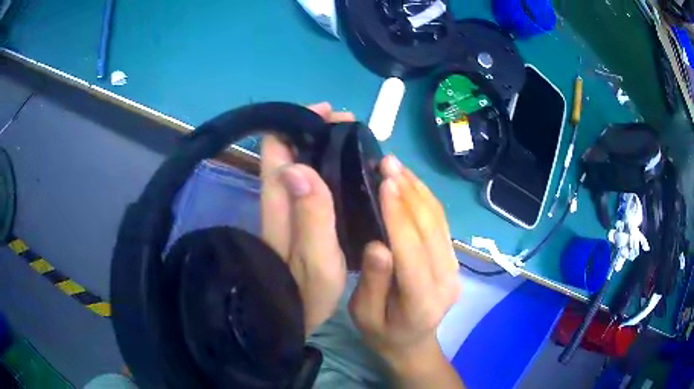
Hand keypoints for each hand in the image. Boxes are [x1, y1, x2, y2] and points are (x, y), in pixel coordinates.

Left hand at [261, 102, 354, 335]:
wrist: (293, 318)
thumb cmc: (305, 293)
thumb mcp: (315, 259)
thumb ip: (310, 215)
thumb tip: (298, 166)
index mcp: (279, 200)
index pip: (276, 146)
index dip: (297, 122)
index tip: (328, 114)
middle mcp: (280, 197)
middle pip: (289, 148)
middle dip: (317, 130)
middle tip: (351, 126)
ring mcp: (289, 206)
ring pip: (302, 162)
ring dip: (325, 146)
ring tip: (356, 143)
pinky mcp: (300, 217)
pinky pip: (313, 180)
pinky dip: (329, 166)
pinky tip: (351, 170)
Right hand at [349, 156, 462, 386]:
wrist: (413, 344)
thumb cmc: (383, 333)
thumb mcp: (365, 316)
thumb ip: (373, 283)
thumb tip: (377, 244)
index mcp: (422, 300)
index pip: (411, 250)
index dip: (398, 215)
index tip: (384, 182)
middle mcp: (446, 279)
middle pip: (429, 229)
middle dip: (408, 192)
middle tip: (387, 162)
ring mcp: (453, 267)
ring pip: (439, 221)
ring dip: (418, 189)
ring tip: (397, 165)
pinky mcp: (452, 258)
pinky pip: (441, 223)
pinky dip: (426, 198)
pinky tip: (411, 182)